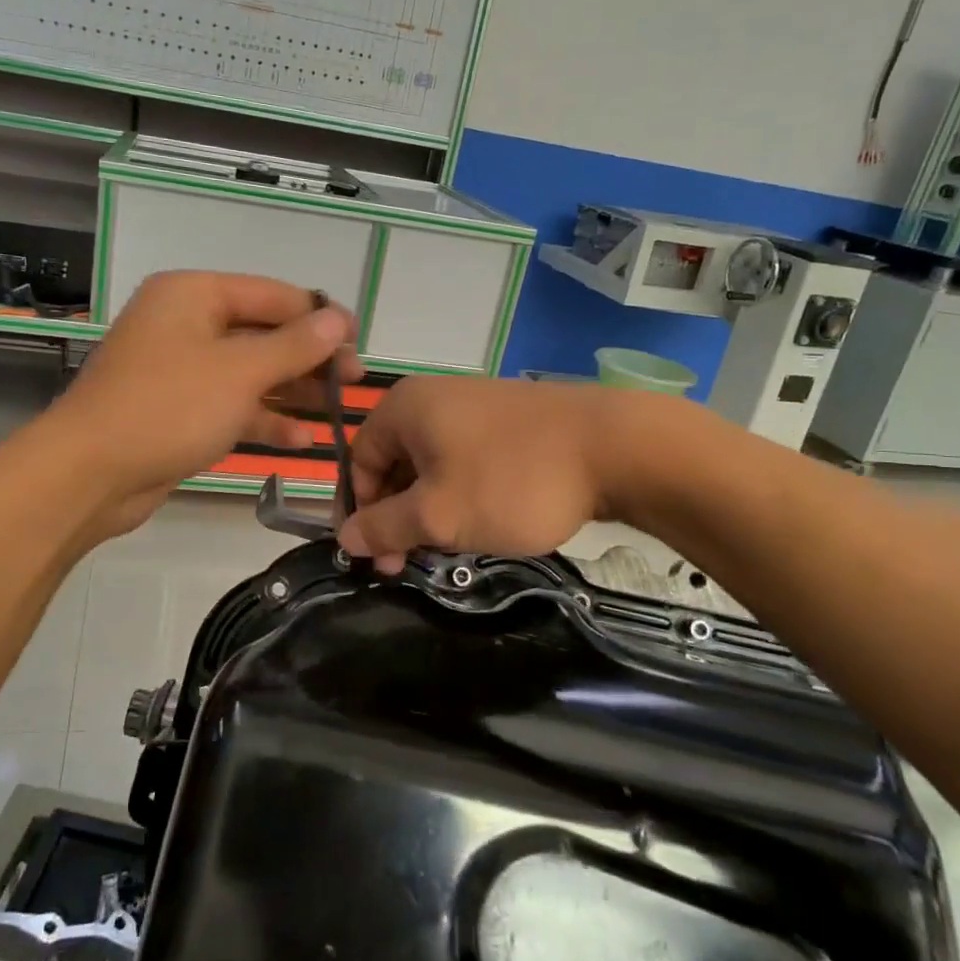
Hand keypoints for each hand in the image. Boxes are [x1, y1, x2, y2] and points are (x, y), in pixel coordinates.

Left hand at [49, 272, 358, 536]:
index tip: (359, 339)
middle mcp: (186, 323)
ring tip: (337, 408)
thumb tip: (338, 319)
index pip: (272, 294)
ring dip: (292, 390)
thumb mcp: (240, 371)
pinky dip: (263, 418)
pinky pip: (231, 404)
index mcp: (193, 294)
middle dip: (309, 357)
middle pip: (263, 332)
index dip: (319, 315)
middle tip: (355, 380)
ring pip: (250, 372)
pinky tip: (301, 439)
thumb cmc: (168, 407)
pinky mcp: (178, 409)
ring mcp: (180, 369)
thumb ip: (294, 345)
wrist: (88, 474)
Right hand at [337, 378, 616, 574]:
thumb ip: (384, 526)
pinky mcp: (511, 419)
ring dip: (431, 509)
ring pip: (433, 464)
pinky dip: (462, 493)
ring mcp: (476, 404)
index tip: (375, 557)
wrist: (614, 447)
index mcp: (404, 408)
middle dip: (397, 515)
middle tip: (408, 563)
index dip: (360, 511)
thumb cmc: (510, 481)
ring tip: (449, 549)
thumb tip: (345, 536)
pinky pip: (467, 458)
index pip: (359, 460)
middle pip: (396, 462)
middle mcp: (433, 397)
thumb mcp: (438, 515)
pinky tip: (482, 522)